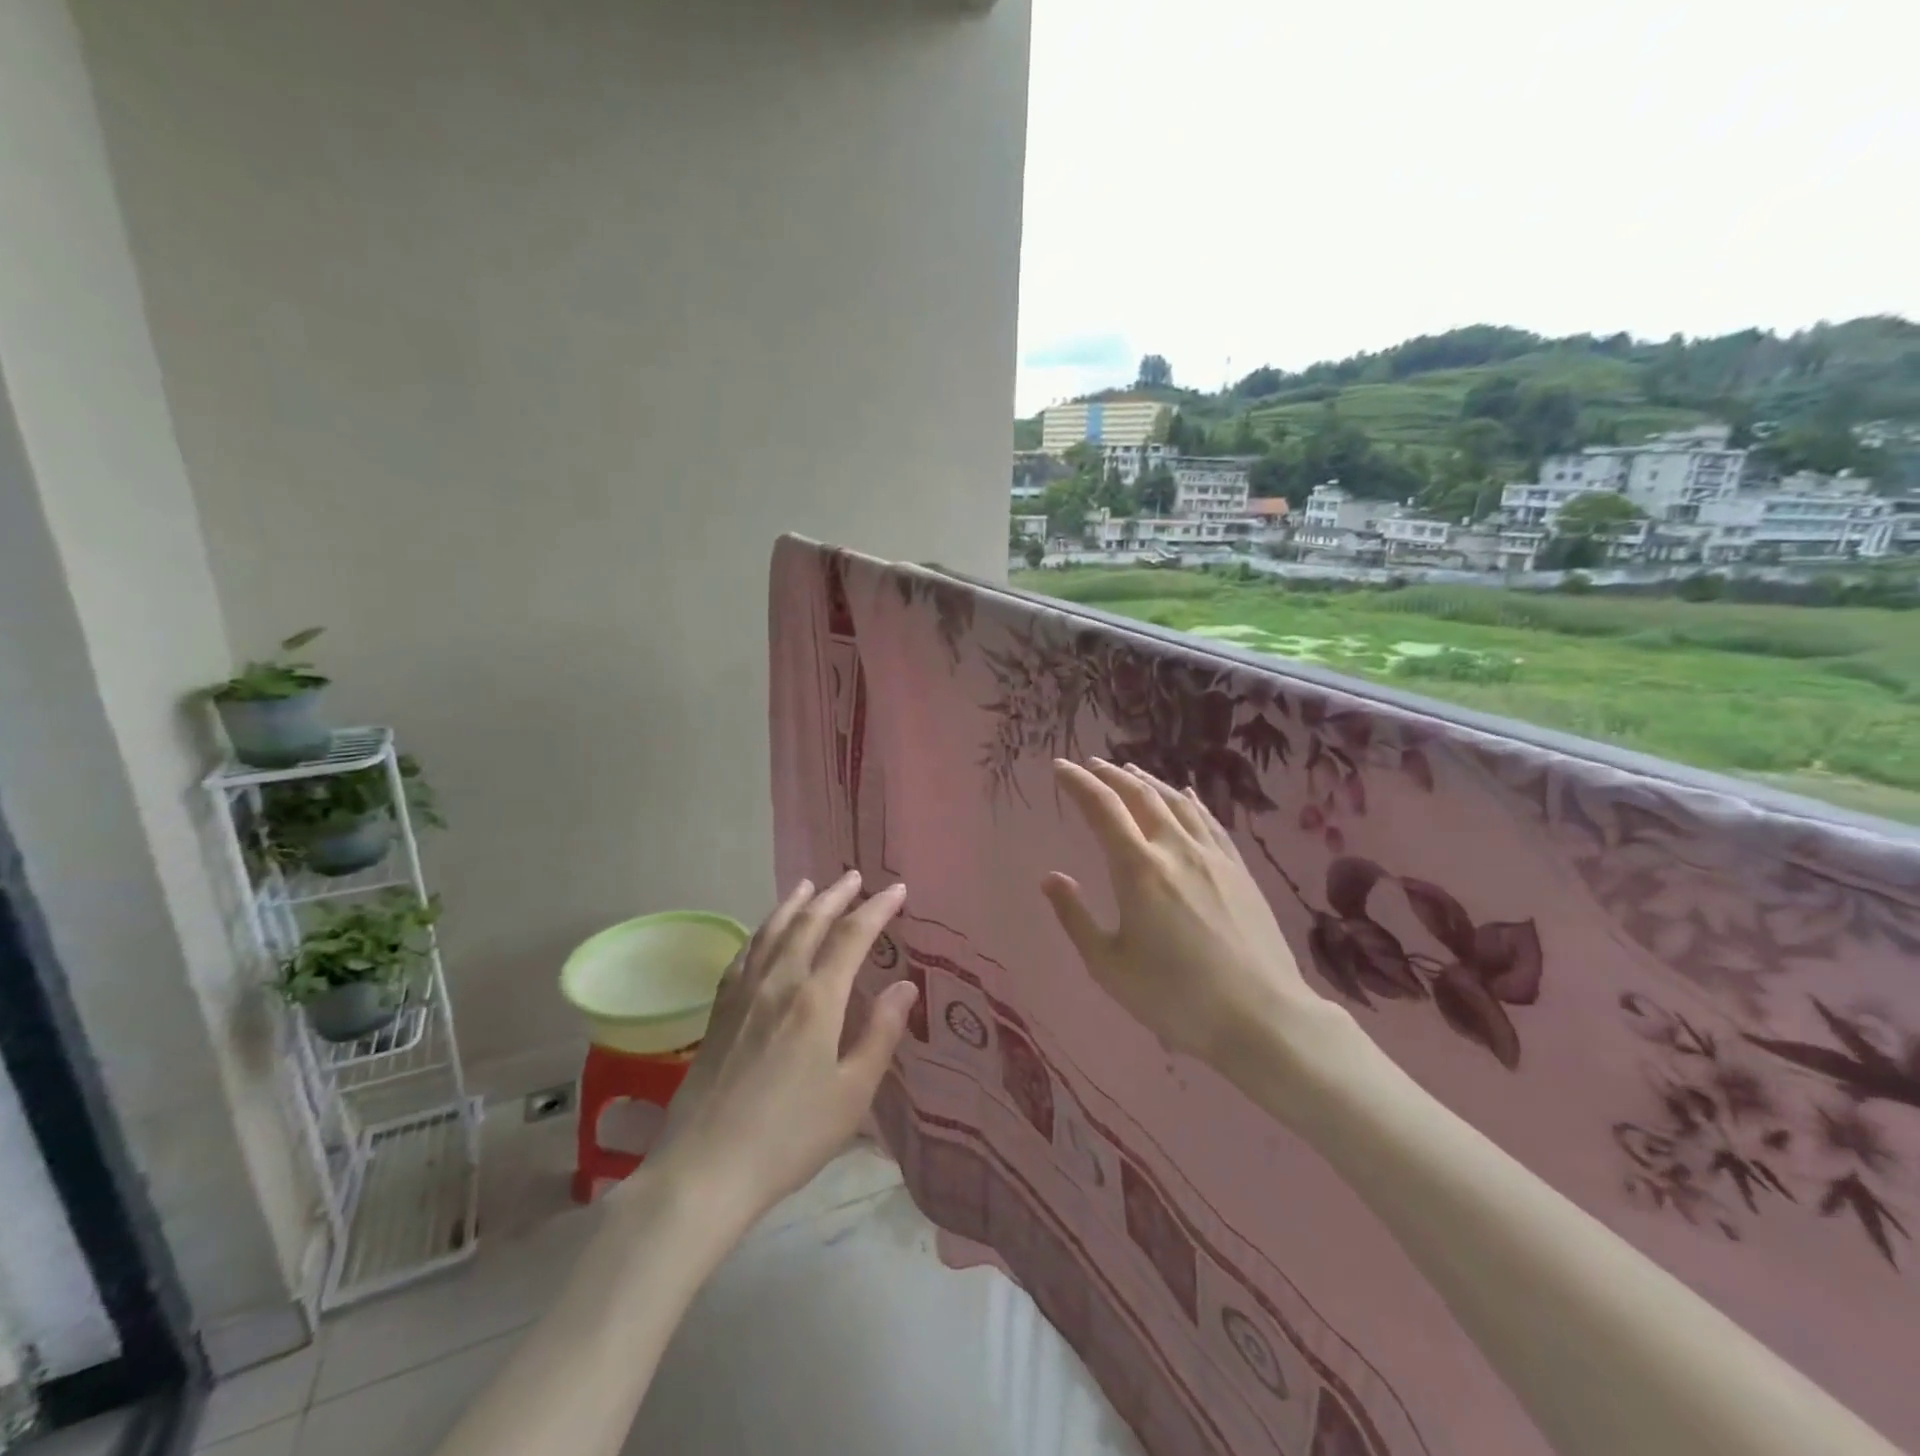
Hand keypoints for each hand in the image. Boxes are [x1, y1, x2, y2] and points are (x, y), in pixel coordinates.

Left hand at [643, 872, 917, 1226]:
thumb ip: (880, 1034)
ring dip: (796, 904)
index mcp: (817, 1000)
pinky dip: (761, 932)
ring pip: (773, 931)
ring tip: (809, 885)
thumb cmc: (790, 1136)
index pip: (852, 937)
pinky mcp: (718, 1011)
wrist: (705, 1169)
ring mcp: (743, 994)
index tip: (897, 890)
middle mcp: (779, 983)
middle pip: (810, 923)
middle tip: (855, 877)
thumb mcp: (852, 1094)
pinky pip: (744, 954)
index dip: (877, 909)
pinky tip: (764, 932)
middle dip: (836, 895)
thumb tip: (904, 986)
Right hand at [1043, 759, 1343, 1064]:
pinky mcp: (1239, 869)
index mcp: (1138, 869)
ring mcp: (1212, 855)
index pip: (1102, 808)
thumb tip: (1051, 877)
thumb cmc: (1174, 996)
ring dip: (1148, 781)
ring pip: (1176, 801)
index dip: (1078, 783)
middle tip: (1090, 764)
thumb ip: (1075, 917)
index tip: (1059, 766)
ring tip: (1129, 771)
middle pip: (1139, 795)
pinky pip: (1209, 820)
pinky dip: (1189, 800)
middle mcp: (1175, 849)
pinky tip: (1185, 795)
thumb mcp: (1108, 966)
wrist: (1261, 1017)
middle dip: (1110, 775)